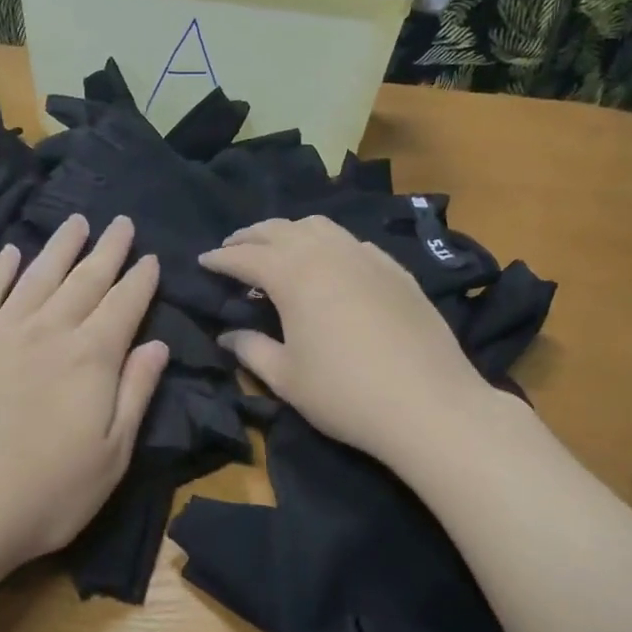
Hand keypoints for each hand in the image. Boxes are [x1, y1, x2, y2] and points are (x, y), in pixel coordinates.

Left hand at [0, 213, 168, 591]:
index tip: (150, 257)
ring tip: (76, 222)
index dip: (140, 281)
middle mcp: (49, 333)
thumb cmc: (44, 494)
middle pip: (85, 281)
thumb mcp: (111, 456)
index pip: (125, 306)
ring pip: (38, 277)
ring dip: (60, 247)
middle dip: (107, 251)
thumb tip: (157, 346)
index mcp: (92, 359)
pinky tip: (9, 253)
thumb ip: (135, 395)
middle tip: (121, 222)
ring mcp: (0, 333)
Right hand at [198, 217, 501, 464]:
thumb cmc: (344, 394)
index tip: (203, 262)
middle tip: (233, 249)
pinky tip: (329, 265)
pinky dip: (328, 244)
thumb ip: (251, 349)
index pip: (247, 256)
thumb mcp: (286, 378)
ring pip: (319, 227)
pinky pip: (352, 242)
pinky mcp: (396, 270)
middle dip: (251, 236)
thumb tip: (227, 334)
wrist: (428, 404)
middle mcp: (328, 254)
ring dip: (289, 232)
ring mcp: (367, 258)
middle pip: (280, 229)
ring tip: (277, 251)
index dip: (221, 258)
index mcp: (294, 276)